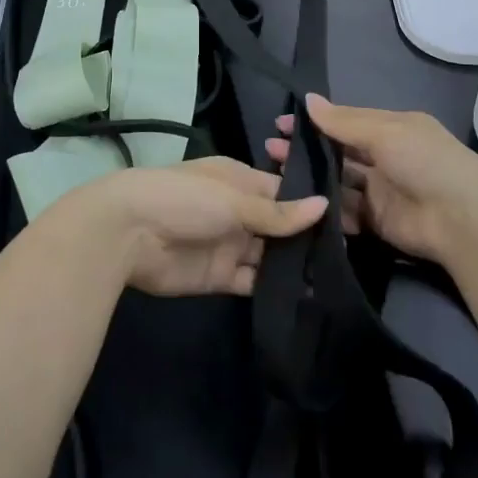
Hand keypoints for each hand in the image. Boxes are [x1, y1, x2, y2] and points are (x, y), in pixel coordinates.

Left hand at [47, 157, 326, 296]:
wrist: (127, 233)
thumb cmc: (182, 199)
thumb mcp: (232, 199)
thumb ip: (277, 212)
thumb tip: (324, 206)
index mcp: (240, 181)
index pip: (283, 192)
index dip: (311, 205)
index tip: (348, 219)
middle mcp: (238, 211)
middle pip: (279, 226)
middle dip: (307, 238)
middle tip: (349, 255)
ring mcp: (229, 244)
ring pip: (269, 255)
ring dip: (293, 265)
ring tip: (336, 278)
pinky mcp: (219, 276)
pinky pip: (252, 281)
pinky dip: (273, 287)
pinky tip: (304, 296)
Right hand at [264, 95, 477, 266]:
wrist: (462, 219)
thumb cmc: (425, 161)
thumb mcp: (385, 132)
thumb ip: (344, 121)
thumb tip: (307, 99)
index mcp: (390, 129)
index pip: (344, 122)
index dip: (314, 122)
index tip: (281, 123)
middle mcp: (383, 157)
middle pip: (337, 152)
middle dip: (306, 150)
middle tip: (270, 150)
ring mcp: (379, 190)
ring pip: (337, 181)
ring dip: (310, 178)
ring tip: (275, 176)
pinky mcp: (375, 221)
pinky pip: (345, 212)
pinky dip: (325, 208)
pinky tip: (299, 203)